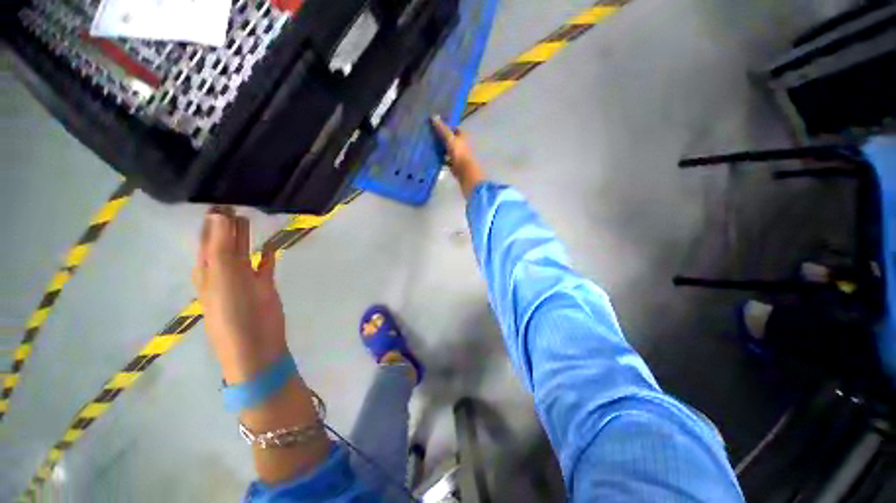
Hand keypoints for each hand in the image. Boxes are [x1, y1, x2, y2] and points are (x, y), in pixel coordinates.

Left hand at [193, 208, 286, 383]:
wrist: (255, 343)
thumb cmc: (232, 311)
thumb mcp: (222, 276)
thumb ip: (222, 246)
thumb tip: (218, 213)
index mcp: (207, 269)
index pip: (207, 238)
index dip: (212, 219)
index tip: (219, 197)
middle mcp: (224, 271)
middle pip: (224, 242)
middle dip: (227, 224)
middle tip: (234, 200)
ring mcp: (245, 279)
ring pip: (243, 252)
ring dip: (244, 237)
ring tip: (248, 216)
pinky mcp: (264, 286)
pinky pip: (264, 266)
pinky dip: (266, 255)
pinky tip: (270, 245)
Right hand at [432, 115, 484, 198]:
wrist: (466, 174)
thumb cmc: (460, 155)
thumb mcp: (450, 140)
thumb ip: (442, 129)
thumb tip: (433, 116)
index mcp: (462, 137)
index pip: (454, 128)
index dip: (446, 125)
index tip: (435, 124)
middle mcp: (461, 145)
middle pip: (451, 139)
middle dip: (442, 137)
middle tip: (428, 134)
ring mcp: (458, 157)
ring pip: (448, 150)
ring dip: (440, 148)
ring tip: (428, 145)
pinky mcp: (455, 166)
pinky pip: (446, 160)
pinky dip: (441, 159)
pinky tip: (432, 158)